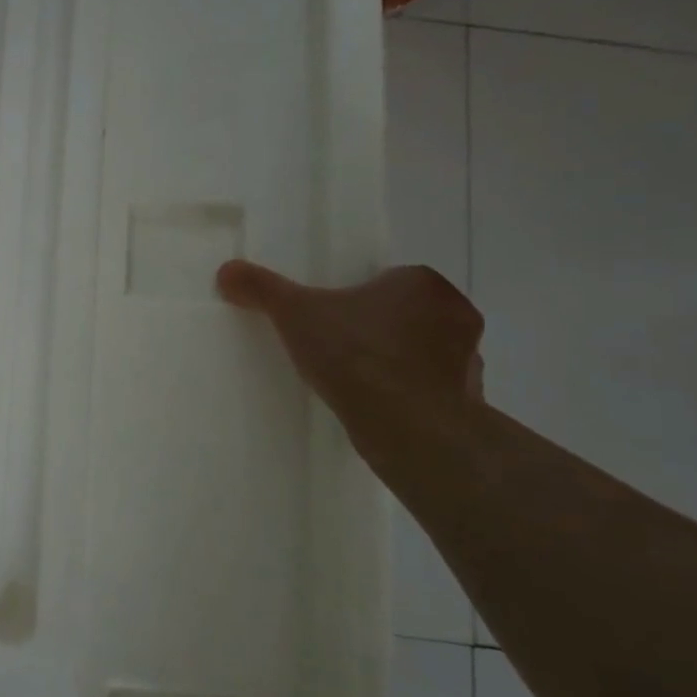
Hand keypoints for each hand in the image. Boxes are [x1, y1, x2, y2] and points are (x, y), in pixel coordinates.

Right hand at [216, 260, 484, 444]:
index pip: (388, 281)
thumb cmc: (356, 355)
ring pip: (424, 353)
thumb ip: (262, 289)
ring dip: (398, 364)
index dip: (358, 298)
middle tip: (339, 349)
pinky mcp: (469, 401)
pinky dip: (410, 397)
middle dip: (380, 330)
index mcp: (421, 282)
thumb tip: (226, 270)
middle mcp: (456, 313)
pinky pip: (433, 391)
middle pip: (408, 315)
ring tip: (357, 383)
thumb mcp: (295, 315)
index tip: (331, 319)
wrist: (408, 426)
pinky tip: (378, 409)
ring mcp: (469, 360)